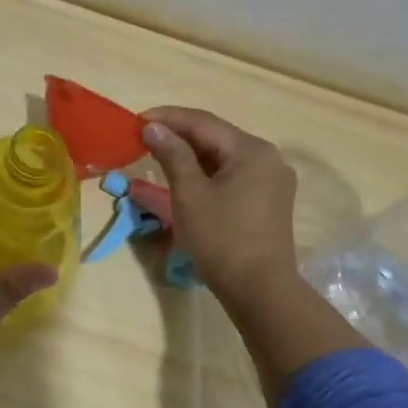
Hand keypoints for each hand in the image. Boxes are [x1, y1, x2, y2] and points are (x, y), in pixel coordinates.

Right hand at [141, 107, 300, 309]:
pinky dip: (207, 173)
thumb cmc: (221, 239)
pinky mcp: (269, 200)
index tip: (136, 120)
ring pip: (224, 156)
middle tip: (144, 138)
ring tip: (159, 156)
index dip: (167, 118)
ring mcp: (272, 179)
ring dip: (191, 155)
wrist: (260, 290)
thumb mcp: (190, 194)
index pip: (203, 122)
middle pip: (216, 137)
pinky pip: (233, 174)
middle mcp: (267, 157)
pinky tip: (186, 178)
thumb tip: (153, 127)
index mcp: (251, 150)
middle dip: (179, 135)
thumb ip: (172, 155)